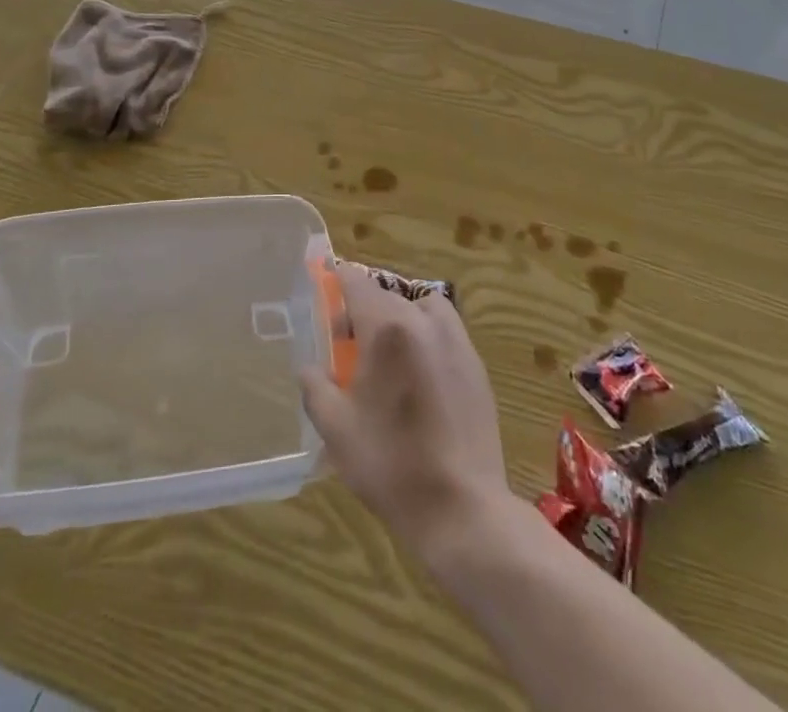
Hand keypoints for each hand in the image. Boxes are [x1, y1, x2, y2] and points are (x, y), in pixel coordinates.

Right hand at [299, 264, 515, 564]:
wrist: (462, 508)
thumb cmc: (390, 464)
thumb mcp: (336, 428)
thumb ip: (315, 387)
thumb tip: (310, 367)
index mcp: (388, 328)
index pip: (357, 283)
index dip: (337, 280)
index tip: (324, 287)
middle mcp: (425, 322)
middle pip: (388, 296)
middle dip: (364, 310)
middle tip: (347, 343)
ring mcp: (457, 342)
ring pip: (422, 308)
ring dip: (401, 318)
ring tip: (388, 355)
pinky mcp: (477, 366)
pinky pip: (445, 333)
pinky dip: (427, 338)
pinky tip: (418, 380)